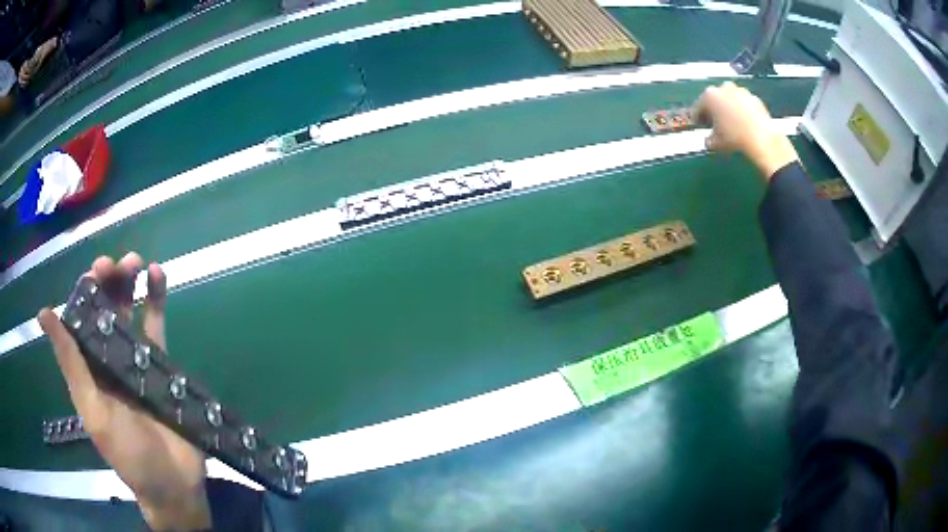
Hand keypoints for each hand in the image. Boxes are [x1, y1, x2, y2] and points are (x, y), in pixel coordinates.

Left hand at [38, 253, 211, 530]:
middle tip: (118, 263)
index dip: (86, 291)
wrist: (174, 486)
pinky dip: (157, 301)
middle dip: (109, 282)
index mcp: (89, 369)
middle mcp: (108, 359)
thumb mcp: (93, 412)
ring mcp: (135, 362)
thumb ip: (71, 365)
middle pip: (105, 310)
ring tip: (137, 262)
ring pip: (130, 312)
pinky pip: (157, 328)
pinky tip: (159, 276)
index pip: (82, 319)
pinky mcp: (160, 367)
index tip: (96, 272)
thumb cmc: (129, 456)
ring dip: (131, 284)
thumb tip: (44, 313)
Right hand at [693, 81, 798, 179]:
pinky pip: (744, 104)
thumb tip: (709, 140)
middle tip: (716, 124)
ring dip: (728, 108)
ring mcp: (740, 91)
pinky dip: (742, 111)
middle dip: (714, 110)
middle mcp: (723, 88)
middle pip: (714, 99)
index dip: (697, 118)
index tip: (699, 126)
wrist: (762, 139)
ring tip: (732, 124)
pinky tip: (744, 124)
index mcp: (709, 96)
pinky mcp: (754, 98)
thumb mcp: (716, 143)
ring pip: (730, 99)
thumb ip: (708, 139)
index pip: (698, 107)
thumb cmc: (734, 139)